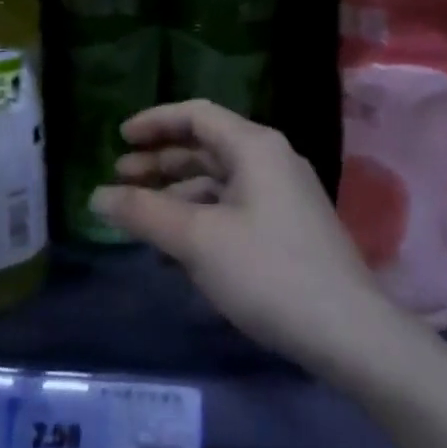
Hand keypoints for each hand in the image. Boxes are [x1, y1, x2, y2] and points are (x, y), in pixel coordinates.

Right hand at [92, 100, 398, 384]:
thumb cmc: (268, 272)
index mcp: (255, 146)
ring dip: (178, 191)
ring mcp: (284, 195)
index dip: (154, 122)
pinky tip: (179, 244)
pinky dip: (202, 215)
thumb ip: (144, 212)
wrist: (349, 332)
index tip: (118, 139)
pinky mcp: (289, 227)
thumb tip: (97, 196)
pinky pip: (234, 206)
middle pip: (206, 146)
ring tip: (142, 215)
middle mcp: (272, 160)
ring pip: (219, 179)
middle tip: (120, 179)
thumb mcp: (197, 240)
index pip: (196, 115)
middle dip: (161, 160)